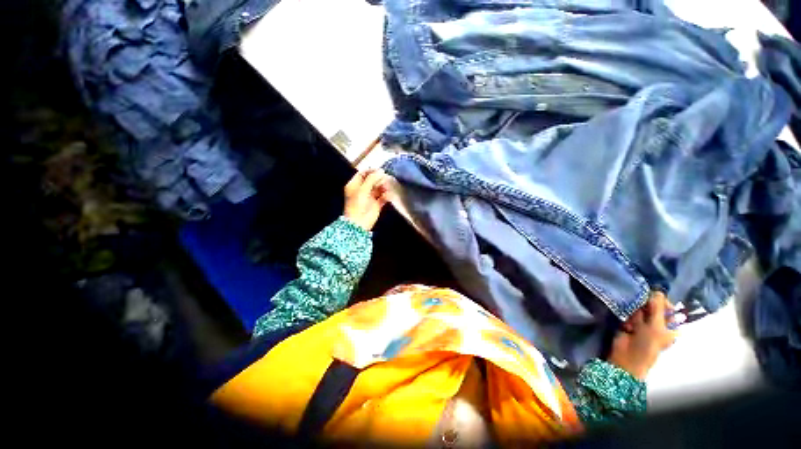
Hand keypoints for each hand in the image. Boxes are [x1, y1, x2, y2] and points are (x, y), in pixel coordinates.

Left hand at [343, 169, 391, 230]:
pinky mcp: (377, 204)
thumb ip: (372, 179)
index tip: (380, 170)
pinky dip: (387, 195)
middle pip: (372, 180)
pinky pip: (383, 197)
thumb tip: (381, 171)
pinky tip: (389, 195)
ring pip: (379, 188)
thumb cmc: (358, 204)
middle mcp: (362, 190)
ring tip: (387, 188)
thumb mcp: (363, 189)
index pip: (363, 174)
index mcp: (355, 185)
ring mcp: (370, 197)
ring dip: (384, 187)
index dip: (371, 171)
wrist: (359, 222)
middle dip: (379, 179)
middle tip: (385, 179)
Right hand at [607, 291, 683, 379]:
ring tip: (633, 323)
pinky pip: (629, 313)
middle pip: (652, 306)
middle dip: (645, 306)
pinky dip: (627, 317)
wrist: (627, 356)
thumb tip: (656, 290)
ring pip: (639, 308)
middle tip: (641, 313)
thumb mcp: (657, 325)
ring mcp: (643, 323)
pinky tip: (626, 325)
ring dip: (635, 313)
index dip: (660, 300)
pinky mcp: (629, 322)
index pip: (667, 305)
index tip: (652, 299)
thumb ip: (657, 307)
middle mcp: (658, 322)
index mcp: (671, 325)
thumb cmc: (648, 343)